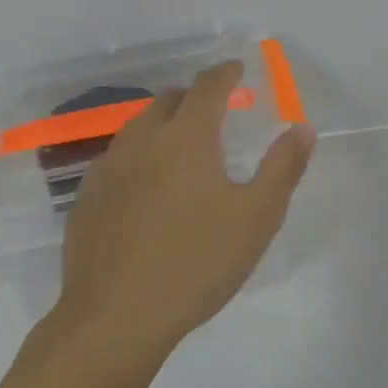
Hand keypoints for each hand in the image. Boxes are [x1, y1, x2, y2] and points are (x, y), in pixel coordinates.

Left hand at [51, 61, 315, 356]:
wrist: (115, 319)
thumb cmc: (196, 264)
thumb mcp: (256, 218)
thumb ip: (283, 167)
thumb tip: (301, 128)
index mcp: (186, 138)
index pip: (208, 86)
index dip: (226, 73)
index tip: (238, 68)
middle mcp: (142, 140)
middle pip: (169, 100)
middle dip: (195, 97)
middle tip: (216, 113)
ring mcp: (107, 168)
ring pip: (138, 127)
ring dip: (164, 124)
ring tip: (183, 148)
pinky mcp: (86, 197)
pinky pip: (118, 158)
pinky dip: (140, 156)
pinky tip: (147, 188)